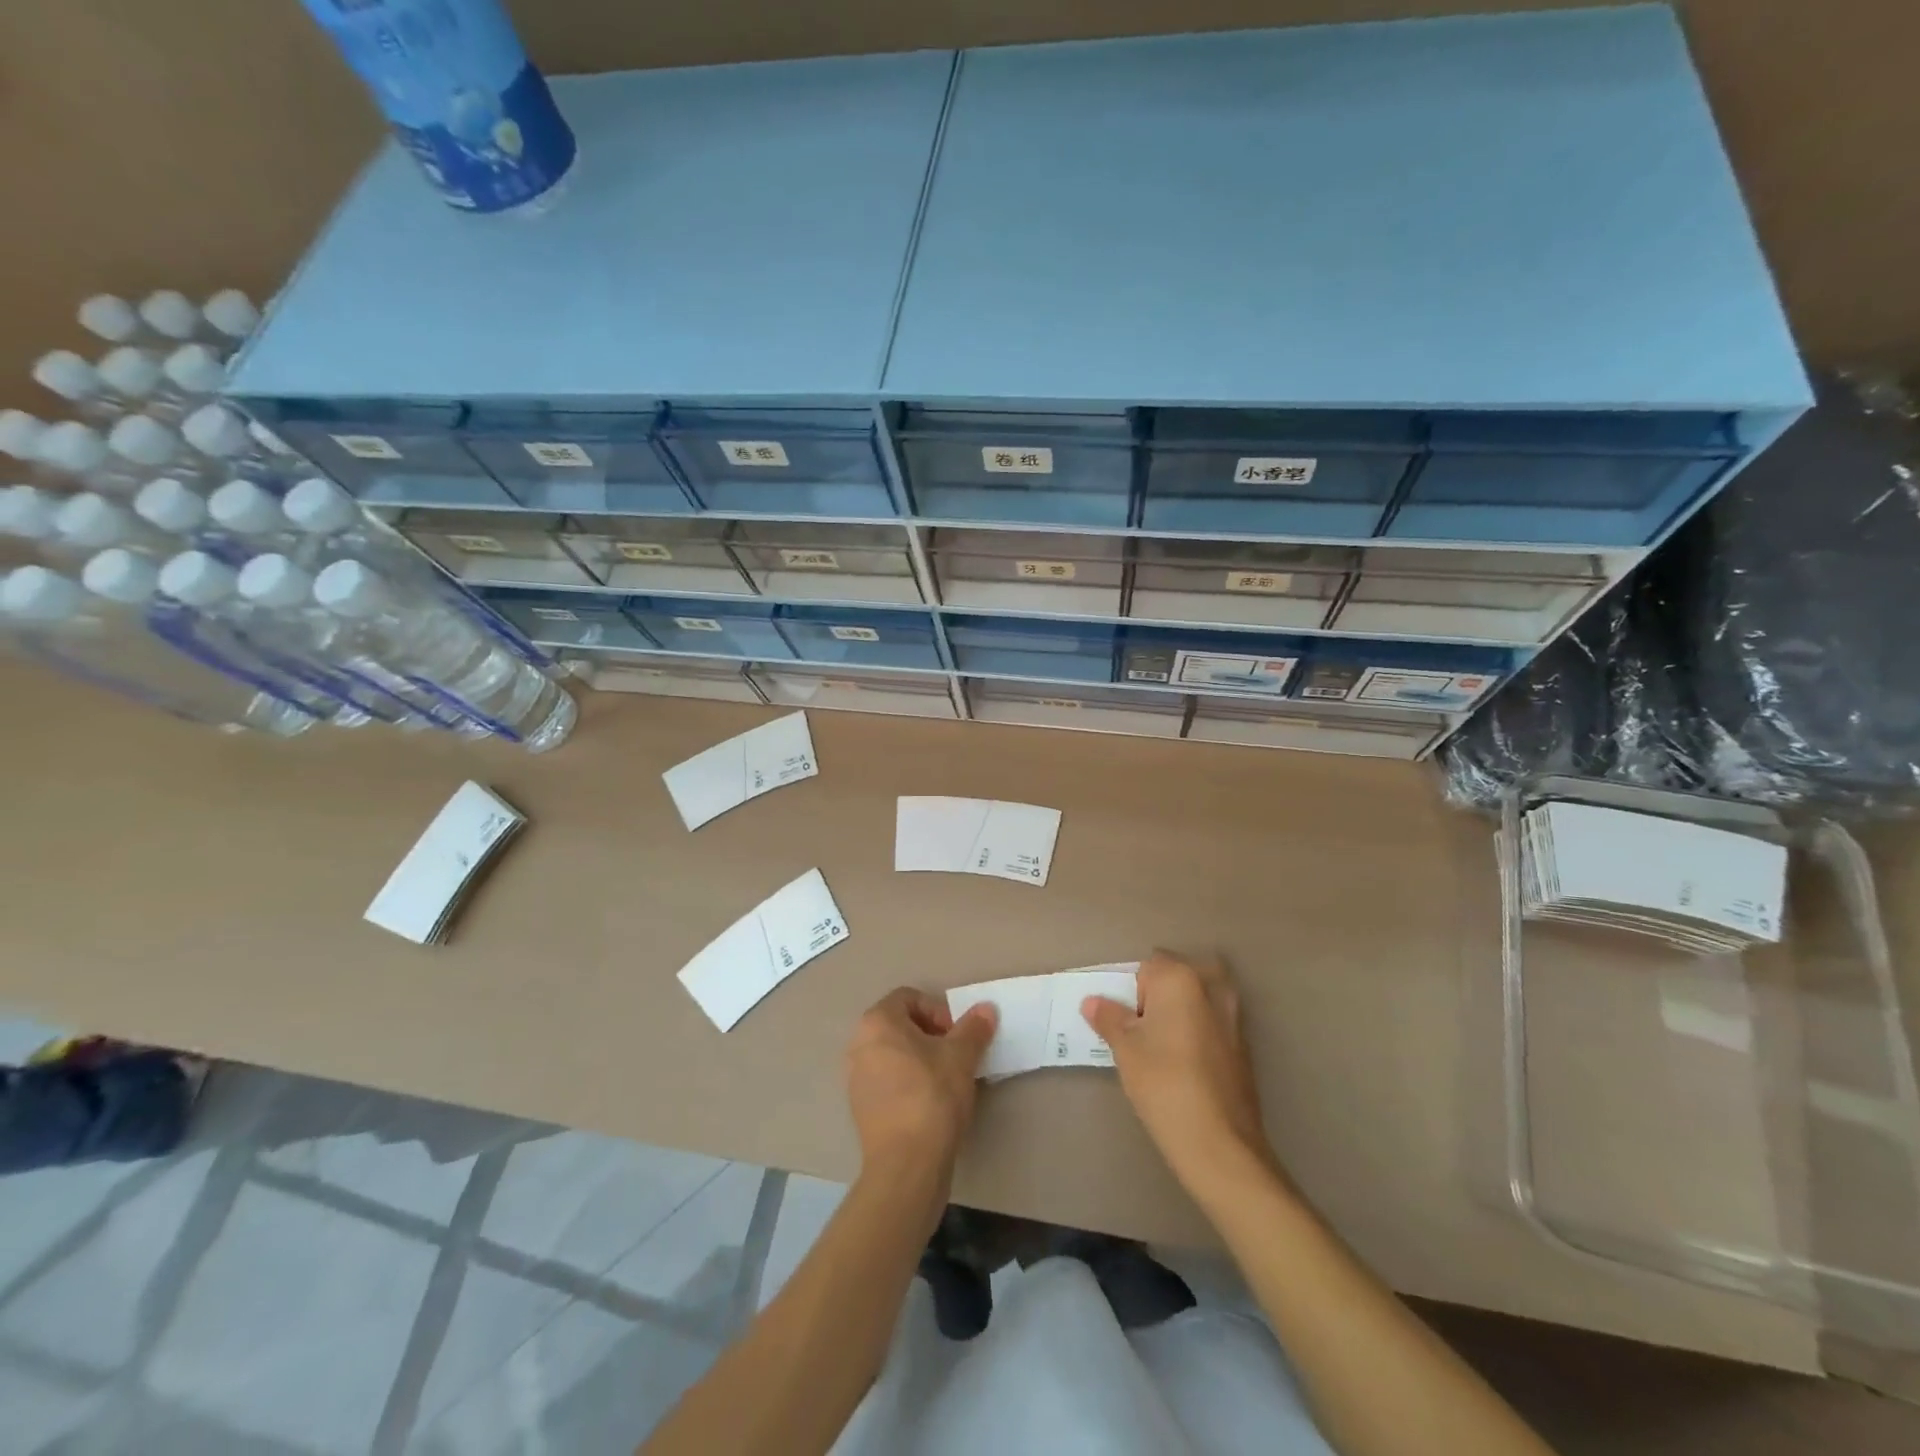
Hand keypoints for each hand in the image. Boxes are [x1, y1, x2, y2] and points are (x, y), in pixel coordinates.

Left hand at [845, 988, 996, 1182]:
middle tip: (956, 1056)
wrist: (906, 1165)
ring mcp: (856, 1077)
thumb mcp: (961, 1057)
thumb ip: (973, 1028)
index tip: (957, 1036)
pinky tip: (931, 1104)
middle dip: (931, 1035)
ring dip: (921, 1059)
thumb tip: (986, 1008)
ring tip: (947, 1081)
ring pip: (894, 1054)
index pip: (910, 998)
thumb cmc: (932, 1097)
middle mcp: (859, 1044)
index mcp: (877, 1022)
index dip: (938, 1010)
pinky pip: (888, 1081)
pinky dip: (908, 1083)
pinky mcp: (861, 1108)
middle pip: (900, 1025)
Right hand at [1082, 951, 1272, 1195]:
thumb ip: (1109, 1018)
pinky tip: (1186, 1067)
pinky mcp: (1245, 1045)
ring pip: (1198, 1000)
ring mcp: (1234, 1016)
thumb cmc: (1164, 1084)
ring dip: (1181, 1014)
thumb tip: (1093, 1002)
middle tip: (1143, 1031)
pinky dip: (1198, 1033)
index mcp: (1181, 978)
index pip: (1148, 967)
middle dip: (1160, 996)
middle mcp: (1212, 986)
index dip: (1132, 992)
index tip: (1126, 1023)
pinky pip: (1213, 1024)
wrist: (1220, 1144)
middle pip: (1178, 977)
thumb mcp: (1125, 1049)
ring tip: (1162, 1050)